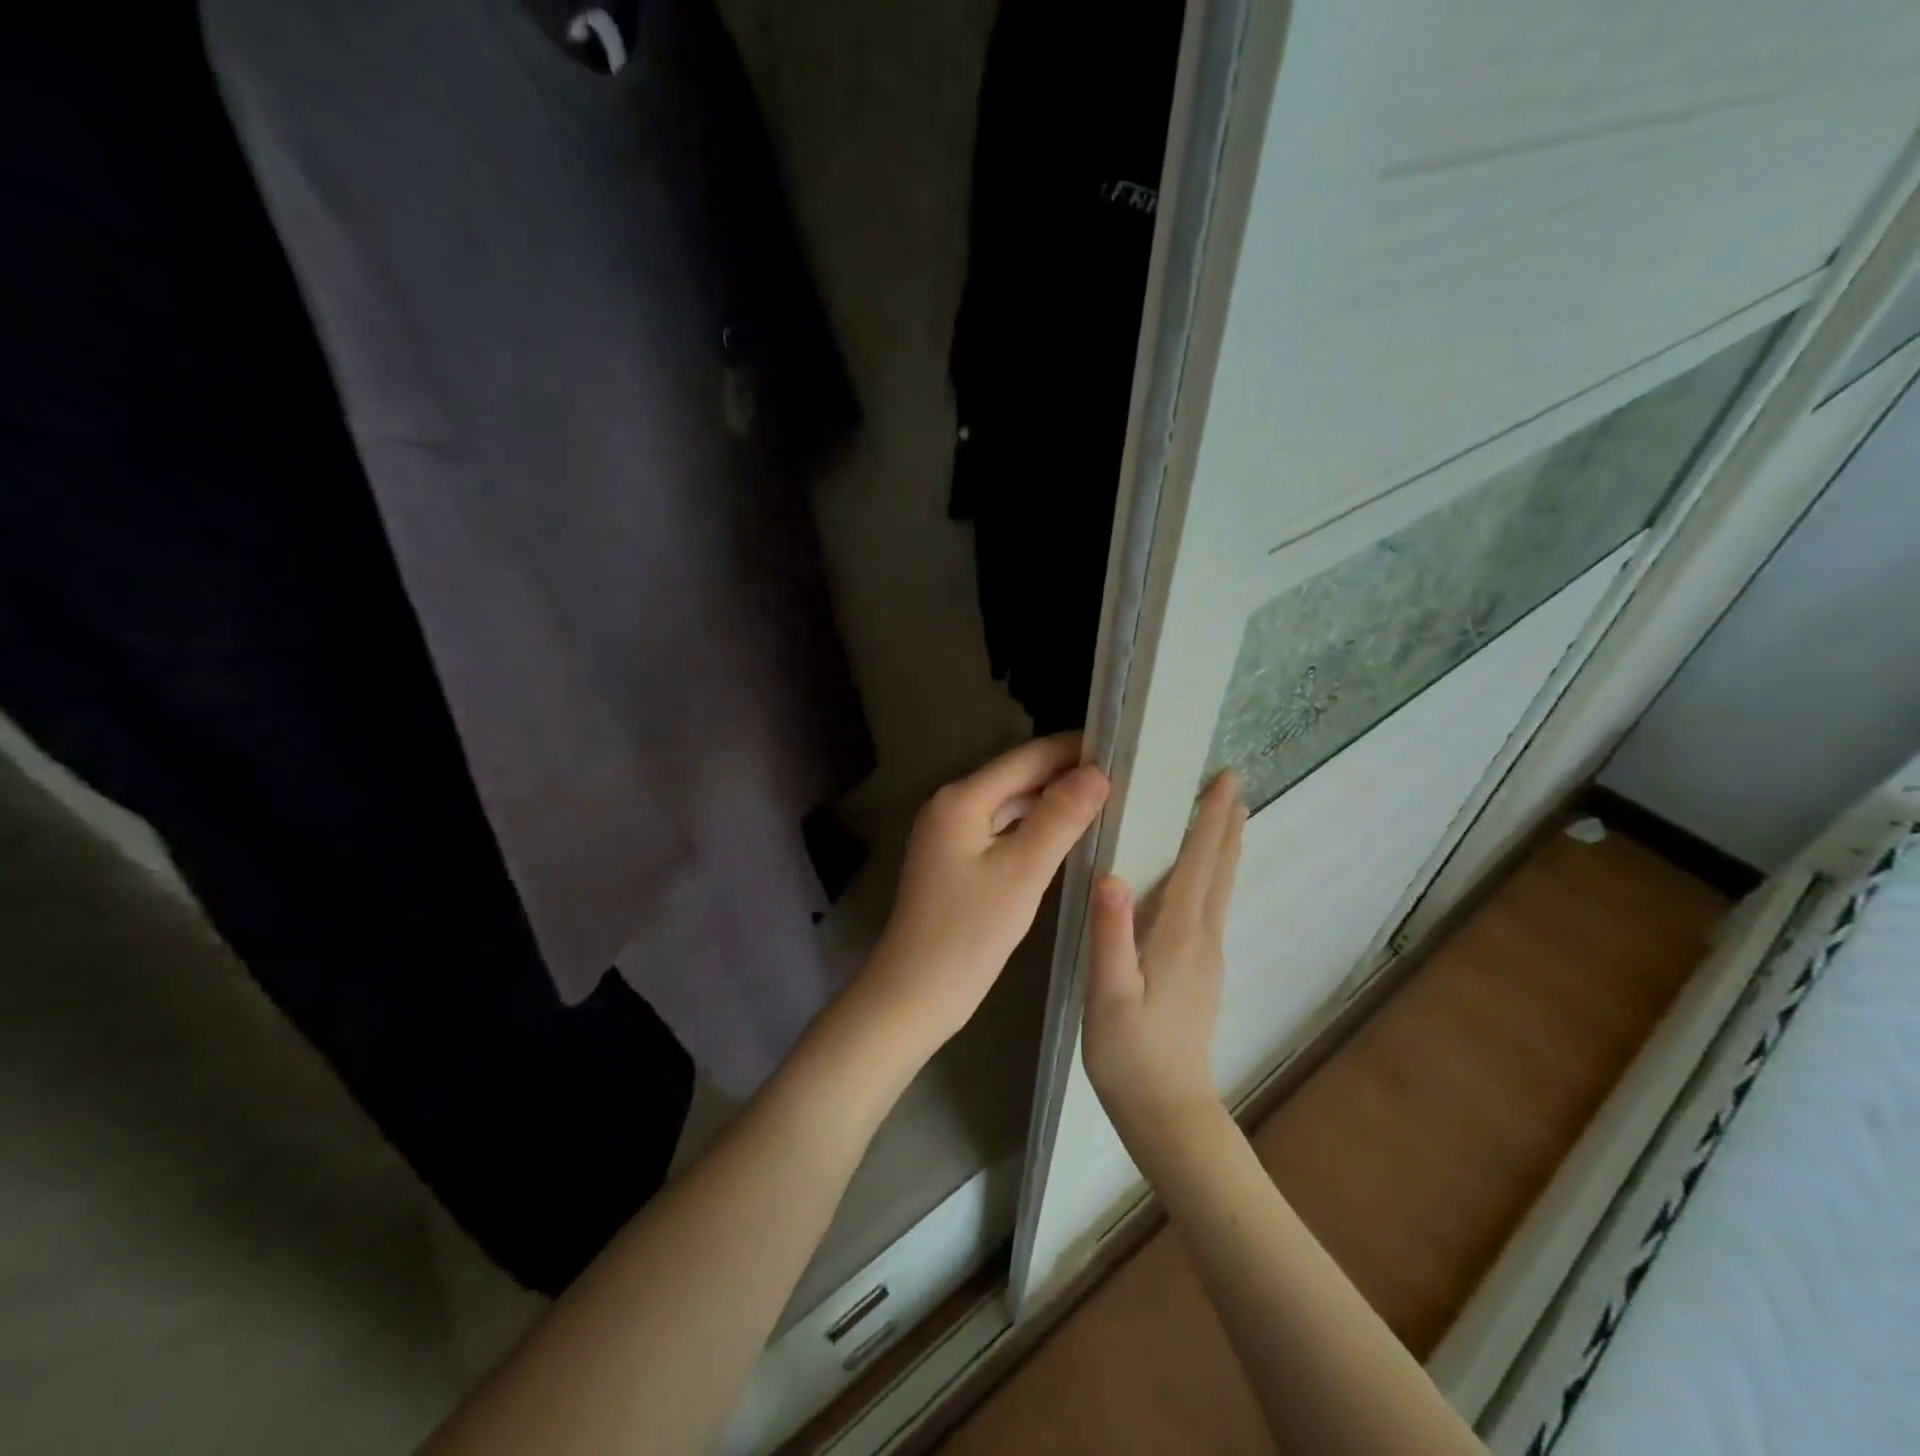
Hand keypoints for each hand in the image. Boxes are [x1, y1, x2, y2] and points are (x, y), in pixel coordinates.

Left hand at [859, 733, 1109, 1056]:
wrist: (916, 993)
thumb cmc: (969, 933)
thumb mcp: (1022, 872)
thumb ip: (1060, 818)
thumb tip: (1097, 772)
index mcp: (962, 799)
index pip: (1027, 758)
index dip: (1073, 749)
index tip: (1121, 745)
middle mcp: (952, 806)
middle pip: (1018, 778)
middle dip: (1066, 774)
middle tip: (1124, 775)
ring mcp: (952, 833)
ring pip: (1011, 804)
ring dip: (1053, 801)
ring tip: (1106, 799)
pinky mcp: (957, 860)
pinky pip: (1003, 829)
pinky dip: (1035, 827)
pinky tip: (1067, 834)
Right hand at [1082, 770, 1245, 1155]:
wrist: (1168, 1112)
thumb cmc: (1131, 1054)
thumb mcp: (1109, 995)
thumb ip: (1110, 936)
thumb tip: (1111, 874)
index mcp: (1180, 935)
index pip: (1200, 863)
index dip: (1210, 819)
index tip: (1225, 780)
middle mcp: (1203, 938)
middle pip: (1219, 870)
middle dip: (1226, 825)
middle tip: (1231, 784)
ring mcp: (1207, 957)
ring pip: (1219, 888)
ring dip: (1223, 848)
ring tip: (1225, 817)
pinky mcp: (1202, 972)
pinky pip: (1210, 907)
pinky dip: (1212, 875)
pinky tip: (1201, 876)